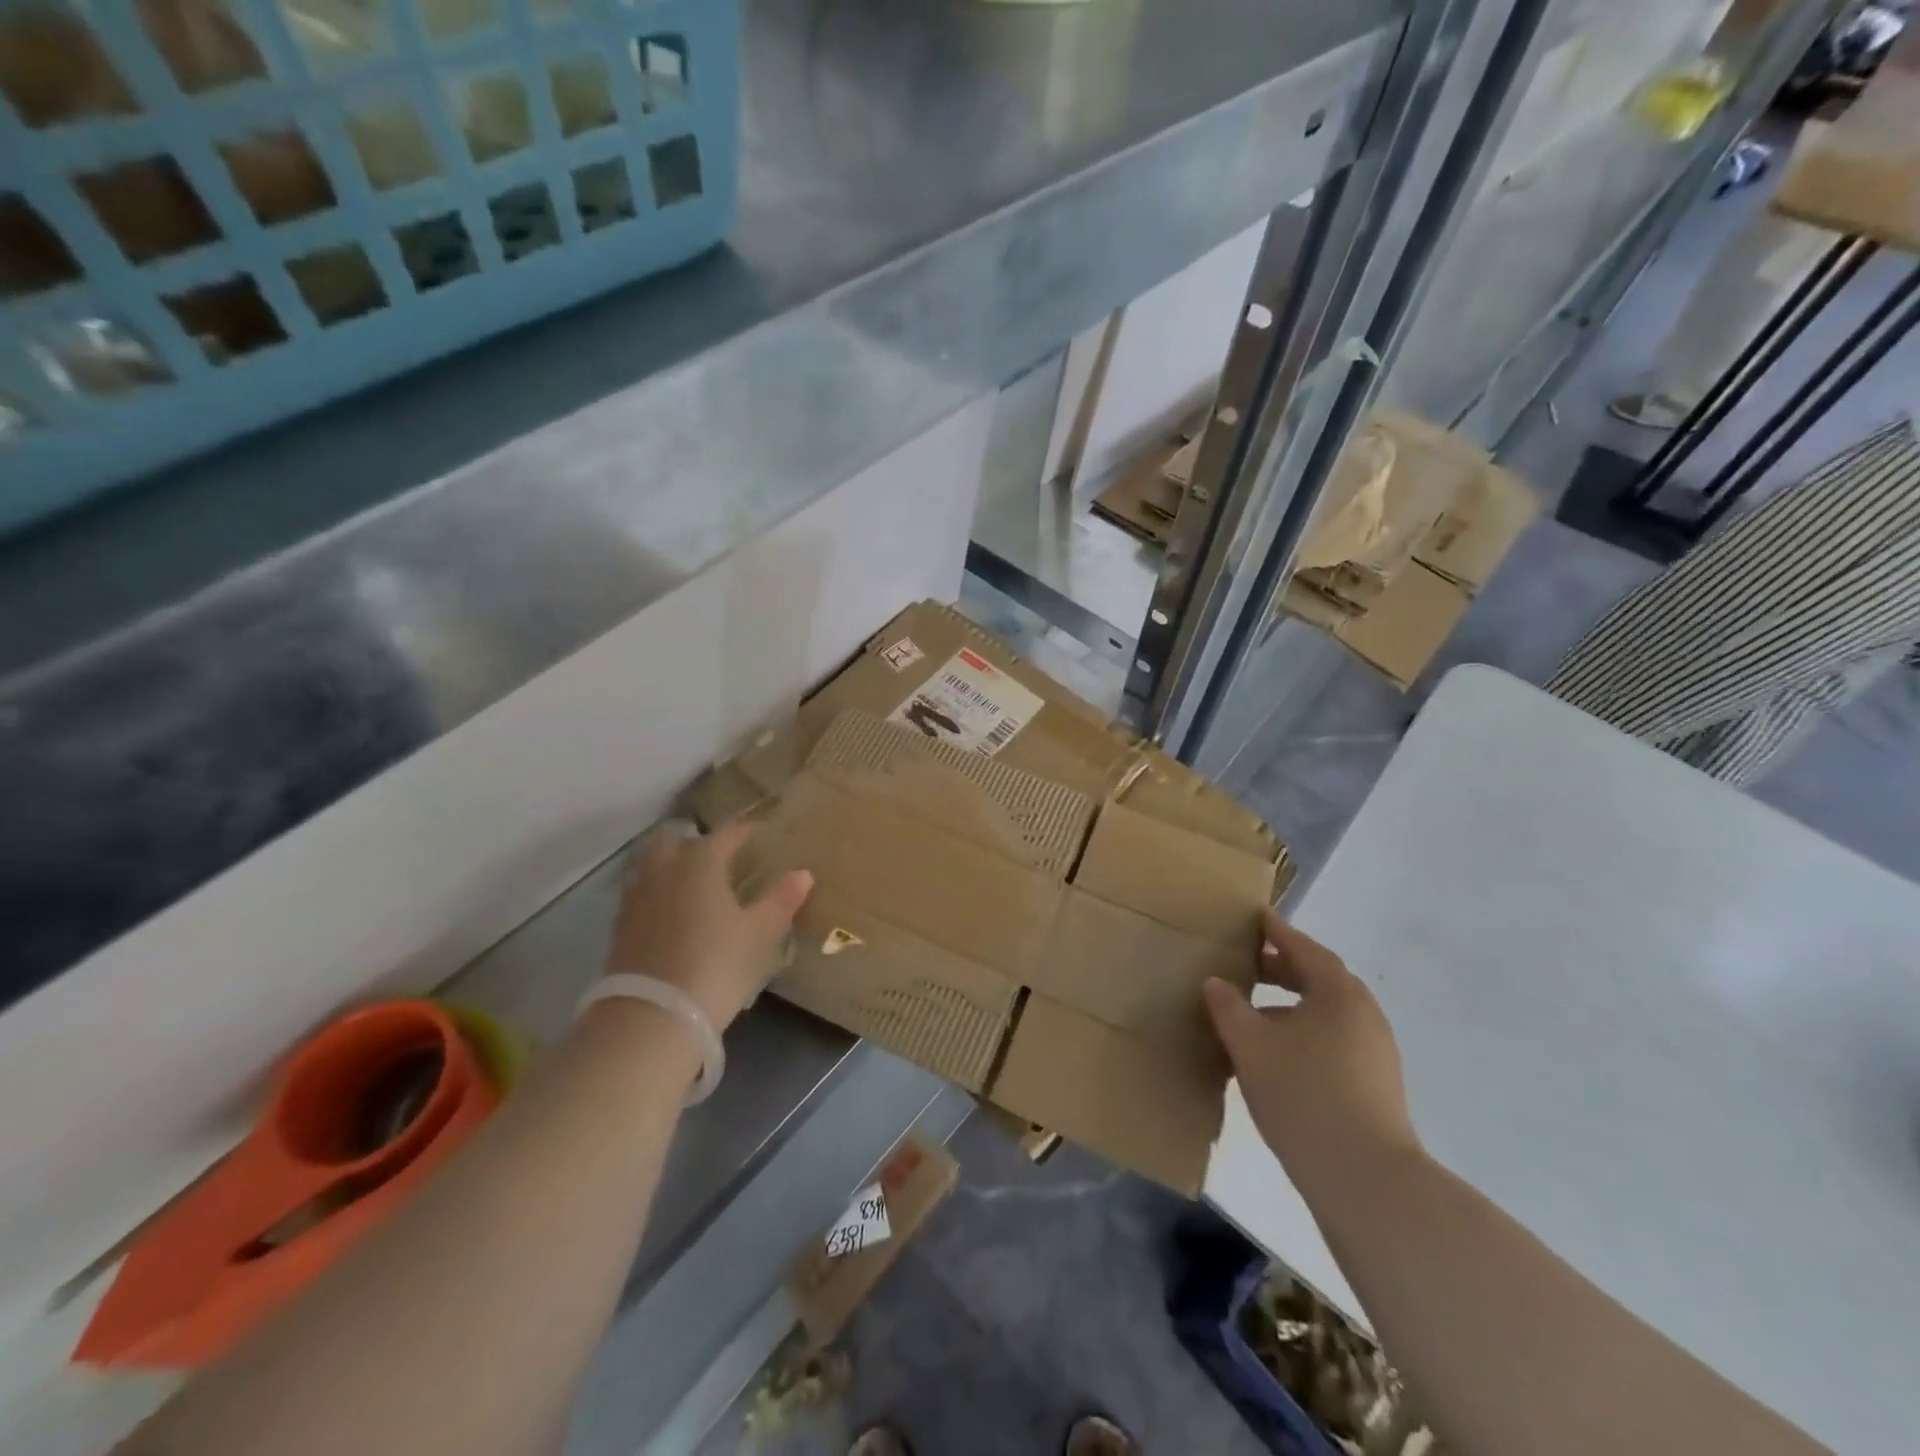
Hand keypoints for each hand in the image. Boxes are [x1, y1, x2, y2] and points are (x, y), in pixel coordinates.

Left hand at [604, 821, 812, 1030]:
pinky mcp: (620, 927)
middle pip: (677, 840)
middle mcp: (664, 870)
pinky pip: (640, 893)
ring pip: (652, 864)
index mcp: (700, 862)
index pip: (727, 833)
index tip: (762, 832)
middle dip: (698, 841)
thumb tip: (802, 873)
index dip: (746, 830)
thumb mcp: (760, 934)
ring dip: (672, 864)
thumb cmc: (716, 964)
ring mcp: (636, 897)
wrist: (652, 1017)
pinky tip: (672, 912)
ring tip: (694, 882)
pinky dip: (657, 892)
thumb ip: (781, 900)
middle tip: (721, 855)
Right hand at [1204, 909, 1419, 1184]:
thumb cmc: (1303, 1095)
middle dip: (1282, 968)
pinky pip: (1333, 1039)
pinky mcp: (1376, 1084)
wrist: (1366, 1179)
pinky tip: (1275, 1055)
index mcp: (1338, 993)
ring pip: (1325, 1012)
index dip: (1276, 931)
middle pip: (1318, 978)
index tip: (1256, 916)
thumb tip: (1216, 982)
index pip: (1303, 948)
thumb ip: (1229, 1008)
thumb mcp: (1251, 1046)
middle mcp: (1364, 1014)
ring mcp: (1375, 1051)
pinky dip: (1303, 1032)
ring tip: (1253, 1012)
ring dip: (1290, 1004)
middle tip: (1247, 963)